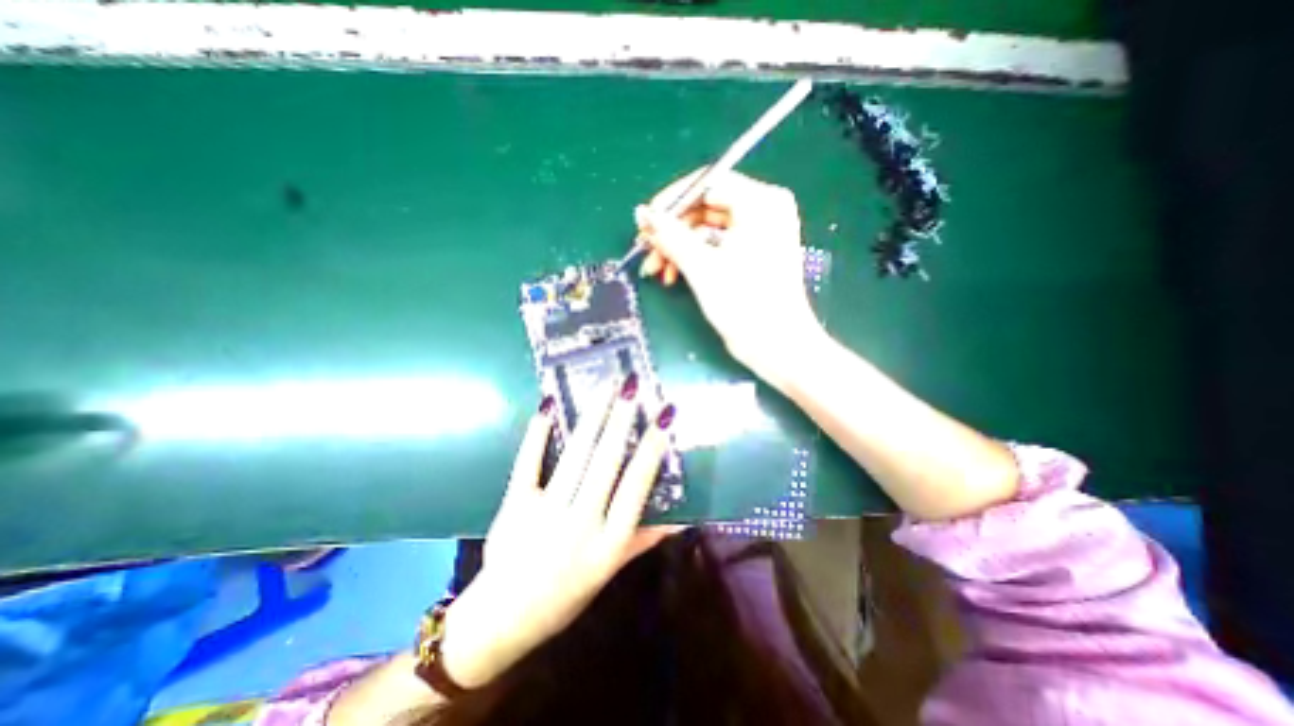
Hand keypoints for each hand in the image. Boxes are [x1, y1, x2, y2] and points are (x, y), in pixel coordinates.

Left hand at [435, 376, 678, 687]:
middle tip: (632, 385)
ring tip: (605, 387)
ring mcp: (544, 513)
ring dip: (592, 418)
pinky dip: (537, 434)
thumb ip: (645, 539)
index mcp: (608, 543)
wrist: (501, 621)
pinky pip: (527, 463)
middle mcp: (580, 524)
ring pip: (574, 456)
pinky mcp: (513, 505)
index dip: (652, 449)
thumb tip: (685, 518)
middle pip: (605, 463)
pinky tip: (547, 406)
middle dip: (621, 420)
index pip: (637, 487)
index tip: (664, 417)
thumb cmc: (566, 596)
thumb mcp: (611, 571)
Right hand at [637, 171, 829, 388]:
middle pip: (705, 208)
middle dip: (672, 231)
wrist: (775, 346)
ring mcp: (758, 233)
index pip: (707, 184)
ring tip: (655, 269)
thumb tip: (642, 213)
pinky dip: (693, 258)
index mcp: (761, 202)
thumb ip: (670, 235)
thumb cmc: (744, 303)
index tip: (646, 221)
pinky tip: (672, 275)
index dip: (672, 201)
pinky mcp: (751, 254)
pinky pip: (715, 246)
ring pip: (706, 229)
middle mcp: (762, 210)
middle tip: (646, 249)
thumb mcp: (702, 267)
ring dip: (678, 248)